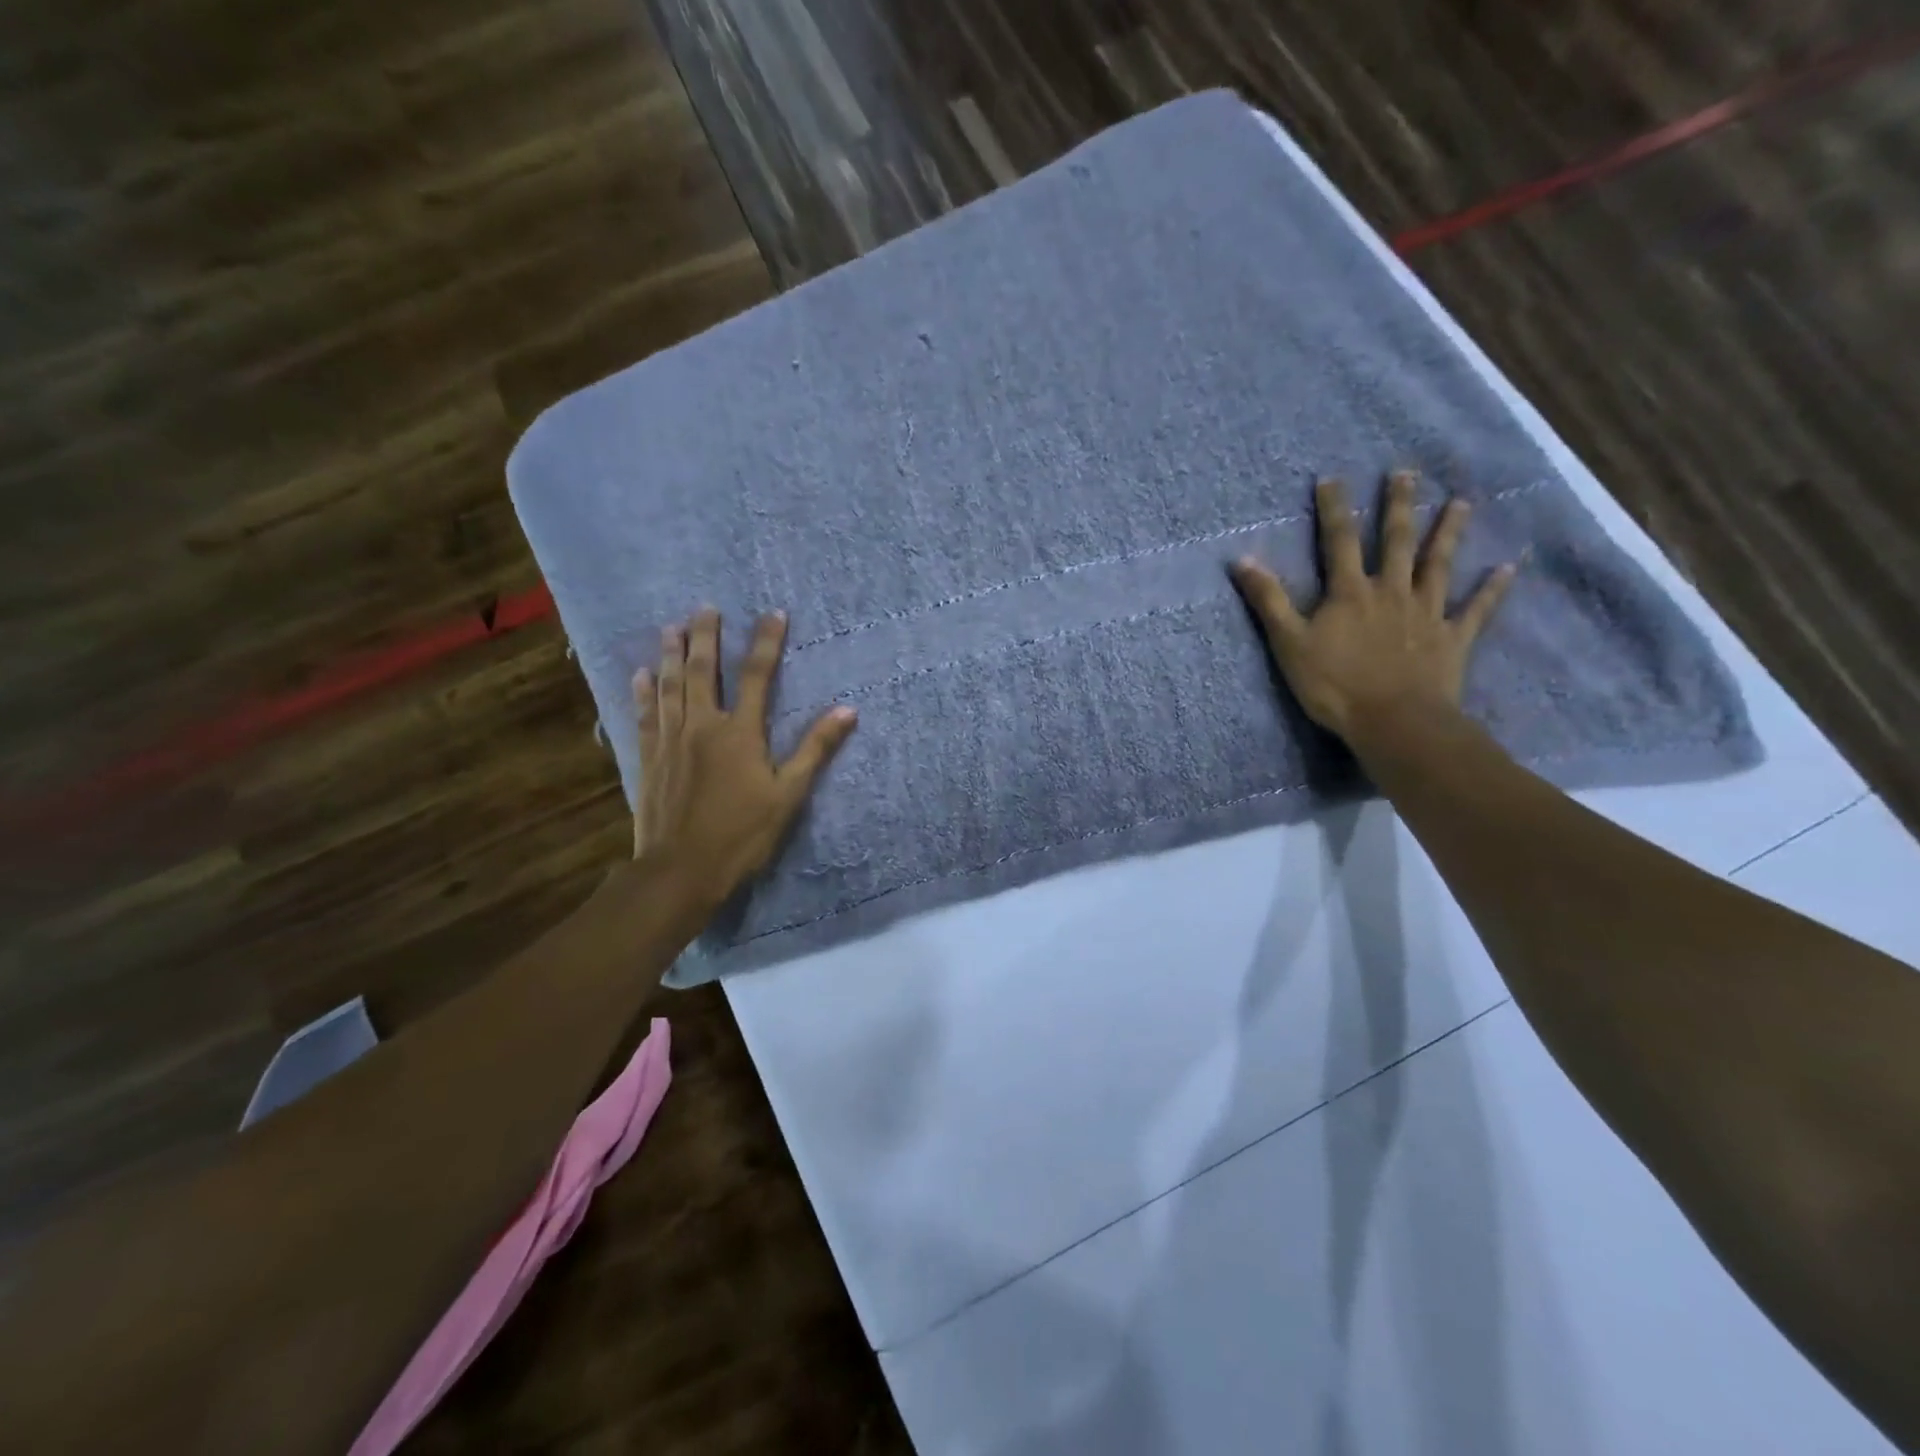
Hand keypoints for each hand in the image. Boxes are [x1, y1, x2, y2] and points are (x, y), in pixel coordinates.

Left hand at [630, 608, 855, 910]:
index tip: (774, 613)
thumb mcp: (789, 795)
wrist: (681, 869)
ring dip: (672, 654)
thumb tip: (847, 711)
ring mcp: (671, 740)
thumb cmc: (742, 834)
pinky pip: (645, 715)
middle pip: (704, 671)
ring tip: (671, 627)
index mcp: (740, 732)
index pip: (758, 676)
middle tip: (705, 607)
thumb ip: (815, 750)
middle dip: (706, 636)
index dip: (767, 642)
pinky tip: (640, 675)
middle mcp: (702, 725)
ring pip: (670, 686)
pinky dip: (643, 692)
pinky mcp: (650, 758)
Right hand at [1228, 471, 1517, 742]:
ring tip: (1461, 503)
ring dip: (1449, 533)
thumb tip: (1242, 560)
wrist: (1393, 721)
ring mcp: (1427, 613)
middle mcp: (1391, 592)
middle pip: (1396, 541)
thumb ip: (1269, 601)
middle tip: (1404, 473)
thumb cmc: (1334, 685)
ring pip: (1439, 565)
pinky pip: (1476, 610)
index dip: (1335, 509)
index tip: (1332, 478)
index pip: (1340, 541)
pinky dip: (1492, 589)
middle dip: (1398, 506)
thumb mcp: (1289, 643)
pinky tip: (1507, 568)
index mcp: (1350, 593)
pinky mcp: (1452, 639)